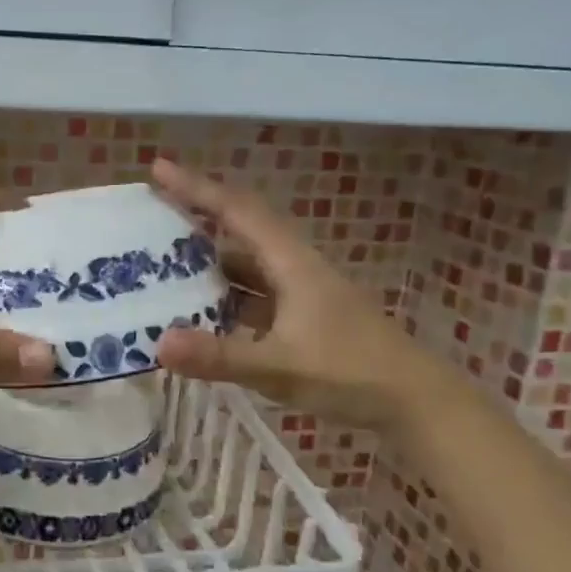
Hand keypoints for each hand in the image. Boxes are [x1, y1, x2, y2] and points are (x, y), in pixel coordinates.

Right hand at [150, 158, 451, 433]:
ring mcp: (300, 292)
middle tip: (153, 209)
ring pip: (246, 262)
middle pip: (240, 227)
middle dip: (197, 214)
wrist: (417, 403)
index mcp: (291, 262)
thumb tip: (159, 344)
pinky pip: (253, 293)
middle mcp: (294, 266)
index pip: (237, 211)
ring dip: (209, 256)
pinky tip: (201, 310)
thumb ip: (219, 356)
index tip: (158, 168)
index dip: (196, 188)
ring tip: (163, 258)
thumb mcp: (280, 366)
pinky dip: (224, 293)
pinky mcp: (303, 316)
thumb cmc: (351, 373)